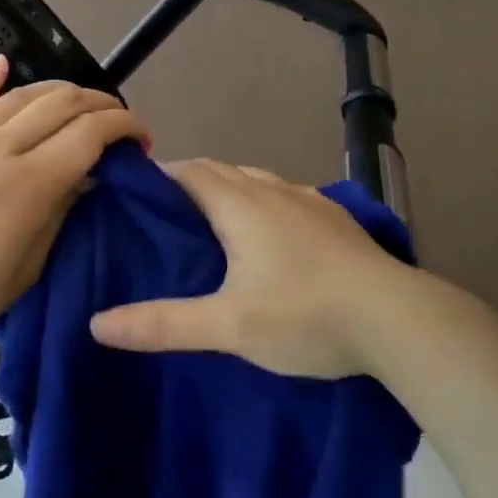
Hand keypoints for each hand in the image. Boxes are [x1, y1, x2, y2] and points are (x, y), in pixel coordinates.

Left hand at [0, 57, 147, 361]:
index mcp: (27, 185)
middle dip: (100, 104)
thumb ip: (59, 214)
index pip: (89, 133)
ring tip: (79, 103)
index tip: (140, 139)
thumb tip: (87, 177)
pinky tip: (6, 63)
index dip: (123, 127)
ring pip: (21, 94)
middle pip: (61, 102)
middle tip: (116, 123)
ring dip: (59, 90)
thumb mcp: (25, 271)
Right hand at [91, 159, 455, 378]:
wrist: (400, 321)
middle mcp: (274, 191)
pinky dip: (263, 204)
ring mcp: (311, 201)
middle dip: (190, 182)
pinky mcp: (338, 219)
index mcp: (241, 205)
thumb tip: (97, 323)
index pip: (189, 171)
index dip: (160, 176)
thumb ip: (162, 323)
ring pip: (256, 181)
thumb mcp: (228, 326)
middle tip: (164, 215)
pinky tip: (271, 238)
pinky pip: (286, 197)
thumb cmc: (306, 316)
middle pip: (221, 170)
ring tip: (211, 224)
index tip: (136, 194)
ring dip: (229, 191)